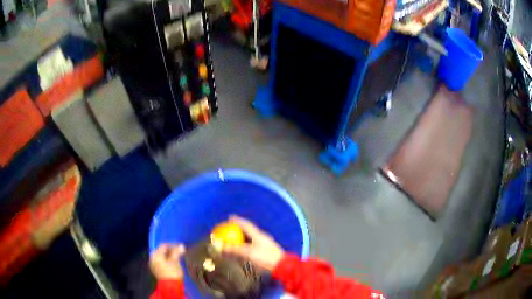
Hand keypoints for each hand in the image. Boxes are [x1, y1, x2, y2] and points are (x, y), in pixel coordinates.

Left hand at [150, 244, 185, 279]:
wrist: (170, 287)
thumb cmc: (172, 272)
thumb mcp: (175, 261)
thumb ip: (177, 252)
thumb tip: (181, 246)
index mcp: (155, 255)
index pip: (163, 246)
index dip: (172, 245)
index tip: (179, 246)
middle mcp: (152, 258)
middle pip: (161, 251)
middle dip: (170, 251)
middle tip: (178, 251)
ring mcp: (153, 265)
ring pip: (161, 257)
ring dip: (168, 256)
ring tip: (176, 257)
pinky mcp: (156, 271)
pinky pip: (161, 262)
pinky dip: (166, 261)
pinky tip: (172, 263)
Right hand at [221, 216, 284, 271]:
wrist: (281, 265)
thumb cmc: (265, 257)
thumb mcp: (248, 253)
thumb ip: (235, 250)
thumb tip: (223, 247)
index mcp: (258, 234)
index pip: (246, 224)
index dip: (237, 220)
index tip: (230, 217)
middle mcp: (261, 237)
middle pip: (248, 230)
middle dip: (239, 228)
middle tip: (230, 228)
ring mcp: (264, 243)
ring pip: (251, 237)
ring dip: (243, 237)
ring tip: (235, 238)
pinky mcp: (266, 250)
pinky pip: (253, 244)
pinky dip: (246, 244)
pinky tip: (243, 249)